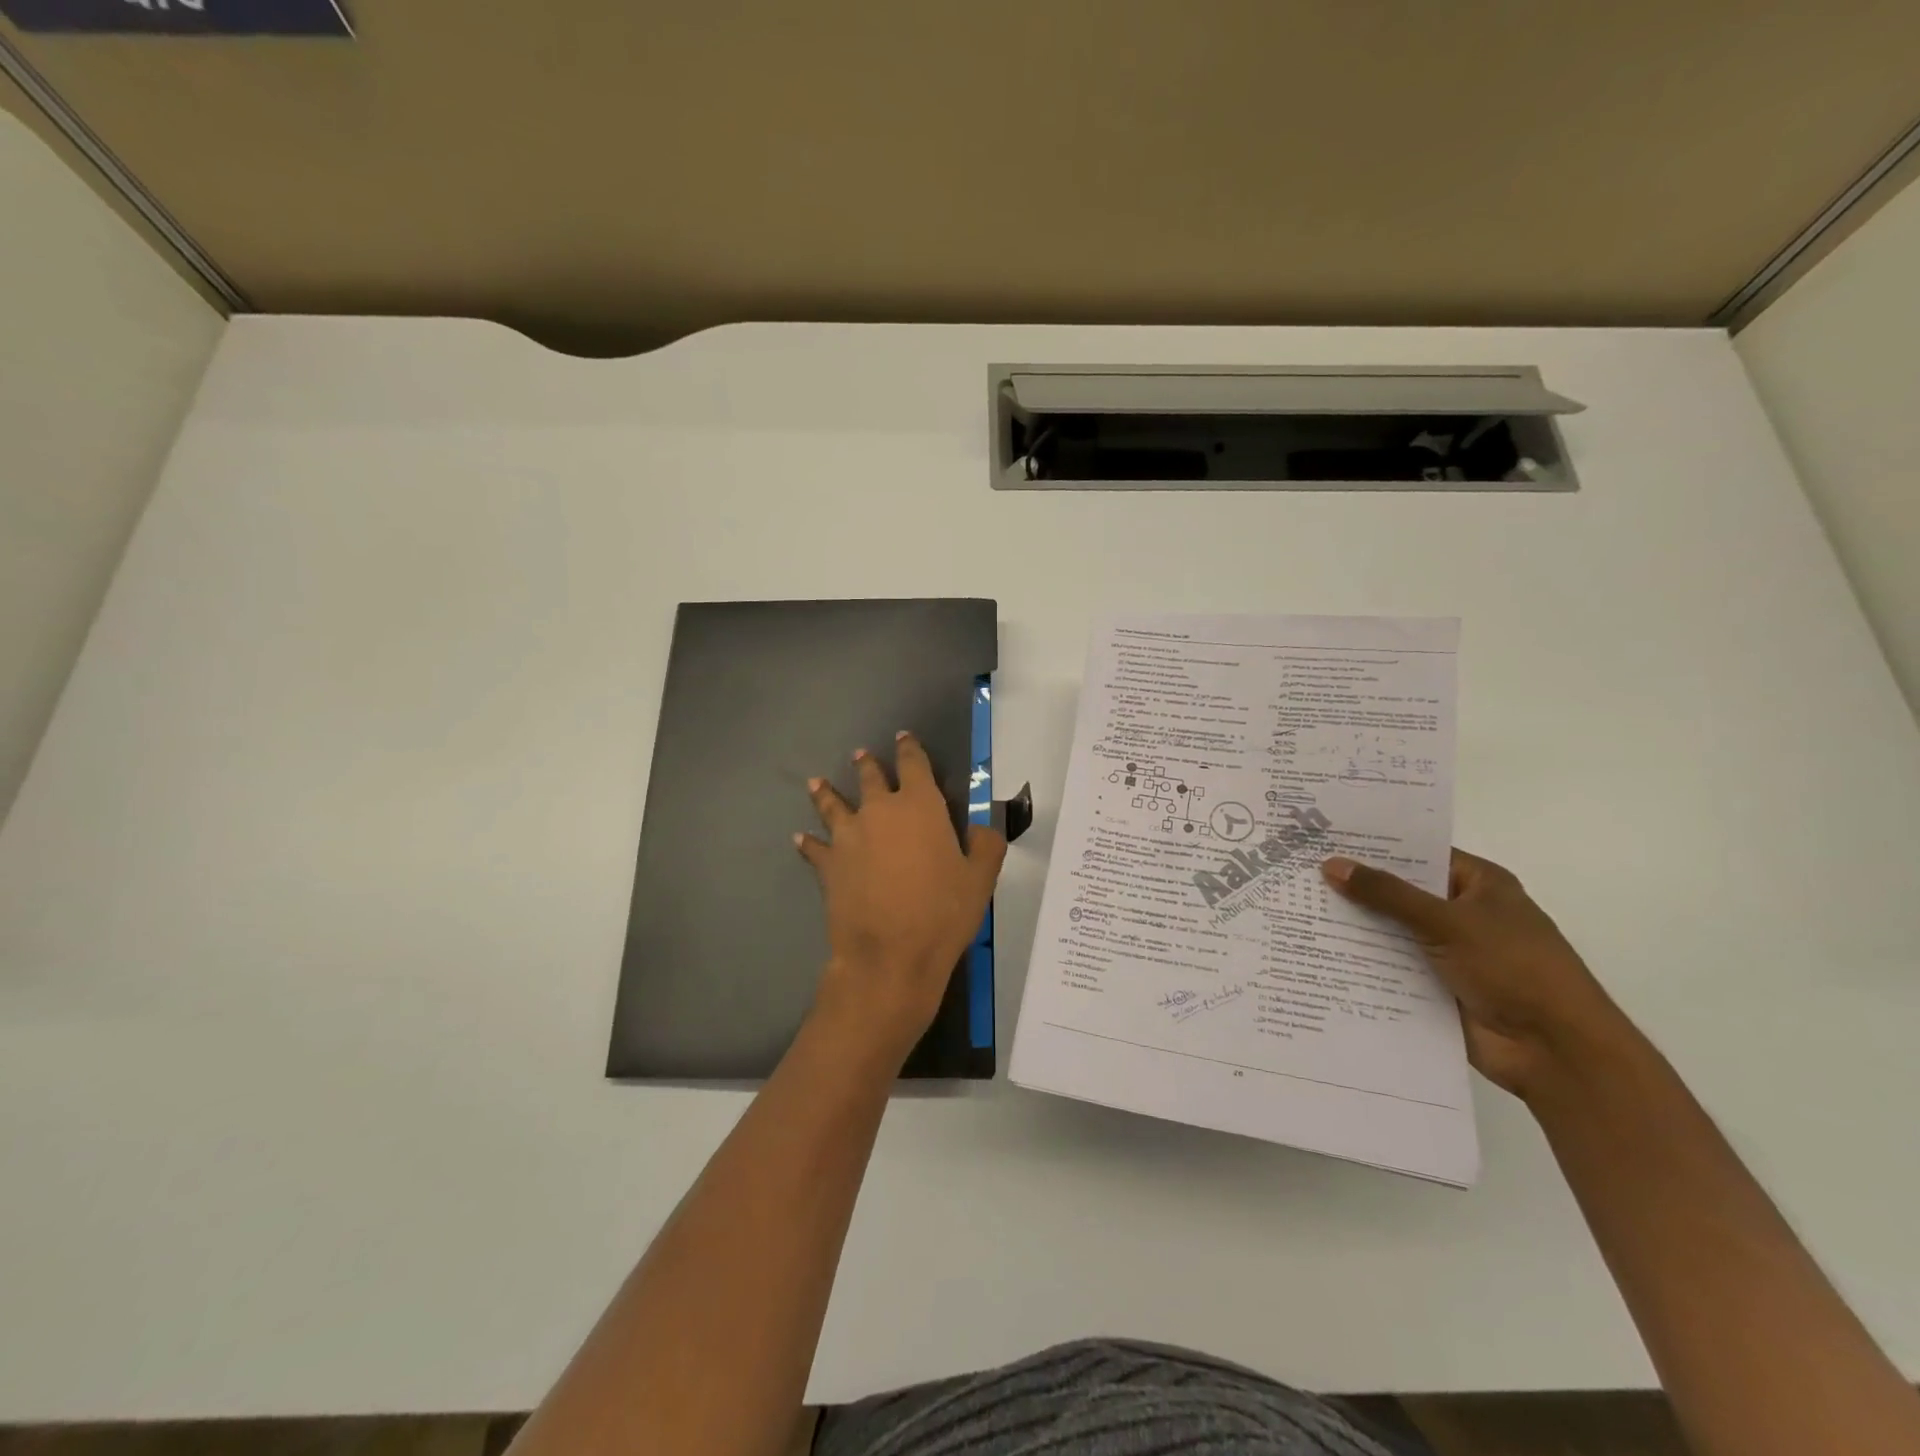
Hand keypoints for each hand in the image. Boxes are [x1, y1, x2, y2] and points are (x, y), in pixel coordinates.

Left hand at [796, 732, 1007, 1067]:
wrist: (891, 954)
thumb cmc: (943, 913)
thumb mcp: (982, 878)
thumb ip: (986, 844)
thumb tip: (981, 826)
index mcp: (920, 806)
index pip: (914, 764)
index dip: (909, 748)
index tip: (903, 737)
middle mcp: (880, 811)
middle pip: (870, 777)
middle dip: (867, 764)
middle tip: (861, 754)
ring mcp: (849, 836)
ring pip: (834, 804)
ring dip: (827, 792)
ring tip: (817, 782)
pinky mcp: (828, 864)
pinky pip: (815, 847)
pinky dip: (808, 841)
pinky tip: (800, 837)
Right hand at [1321, 849, 1629, 1099]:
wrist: (1556, 1051)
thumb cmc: (1514, 968)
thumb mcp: (1447, 921)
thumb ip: (1387, 894)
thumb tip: (1331, 865)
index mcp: (1478, 885)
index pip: (1417, 854)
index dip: (1374, 847)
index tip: (1324, 838)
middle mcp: (1462, 913)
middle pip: (1399, 892)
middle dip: (1355, 887)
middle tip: (1298, 872)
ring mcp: (1448, 951)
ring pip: (1391, 931)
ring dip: (1354, 926)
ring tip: (1297, 909)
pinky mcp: (1435, 985)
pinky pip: (1391, 966)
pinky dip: (1362, 961)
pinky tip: (1317, 952)